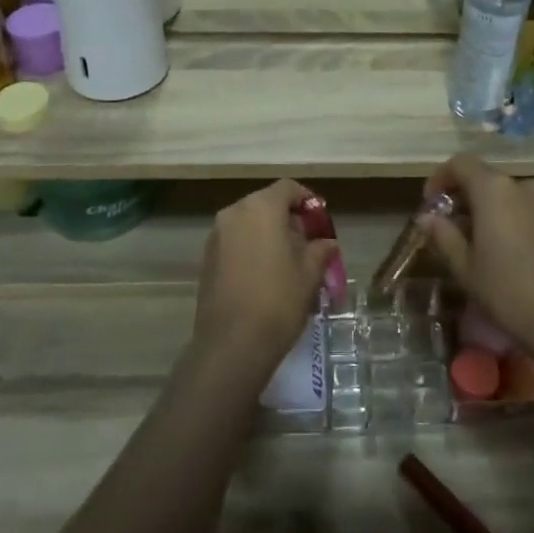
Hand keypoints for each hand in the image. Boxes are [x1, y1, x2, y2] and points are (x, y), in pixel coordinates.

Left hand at [195, 180, 341, 372]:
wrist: (232, 344)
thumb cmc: (278, 300)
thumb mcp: (309, 274)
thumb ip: (320, 250)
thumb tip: (327, 243)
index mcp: (261, 208)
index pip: (287, 188)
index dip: (307, 200)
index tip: (319, 220)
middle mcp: (234, 213)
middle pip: (265, 203)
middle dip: (287, 218)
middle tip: (307, 243)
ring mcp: (216, 236)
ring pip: (248, 223)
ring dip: (268, 233)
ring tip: (287, 261)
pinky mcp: (206, 258)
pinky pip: (235, 241)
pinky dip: (251, 247)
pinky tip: (265, 275)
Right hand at [419, 155, 533, 341]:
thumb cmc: (505, 289)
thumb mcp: (465, 265)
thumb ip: (443, 235)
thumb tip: (426, 218)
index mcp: (494, 189)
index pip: (461, 164)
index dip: (440, 178)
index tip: (430, 204)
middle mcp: (522, 186)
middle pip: (484, 179)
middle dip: (463, 197)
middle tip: (448, 227)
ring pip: (506, 195)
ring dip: (486, 209)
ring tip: (474, 242)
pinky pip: (525, 209)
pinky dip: (508, 218)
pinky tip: (502, 250)